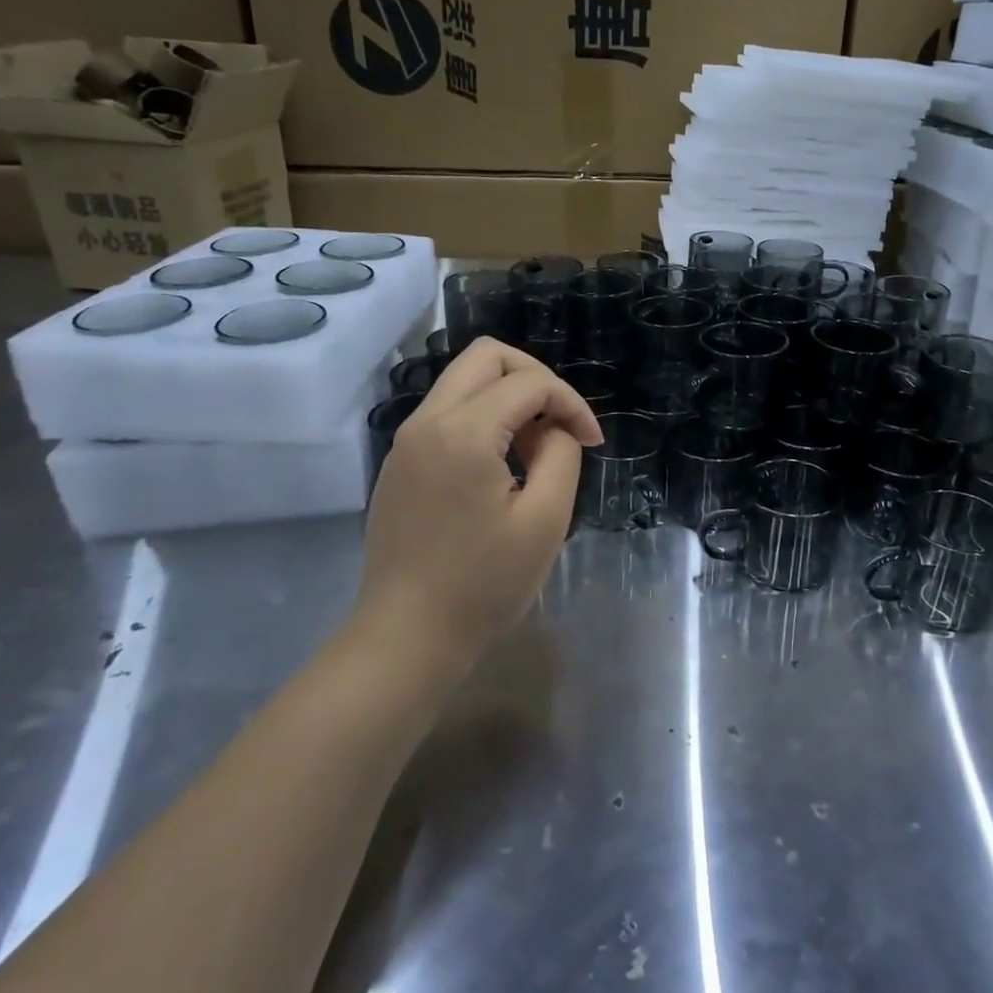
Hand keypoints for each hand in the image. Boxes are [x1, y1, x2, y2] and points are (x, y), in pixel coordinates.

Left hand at [355, 339, 602, 667]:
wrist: (406, 637)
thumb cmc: (483, 584)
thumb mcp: (545, 519)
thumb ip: (562, 455)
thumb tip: (555, 430)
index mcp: (463, 432)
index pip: (530, 382)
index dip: (571, 403)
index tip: (593, 443)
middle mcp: (427, 421)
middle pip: (487, 356)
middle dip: (536, 376)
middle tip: (562, 421)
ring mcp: (406, 440)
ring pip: (464, 380)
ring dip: (509, 396)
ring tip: (538, 446)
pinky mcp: (400, 462)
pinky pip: (447, 412)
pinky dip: (483, 416)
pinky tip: (503, 463)